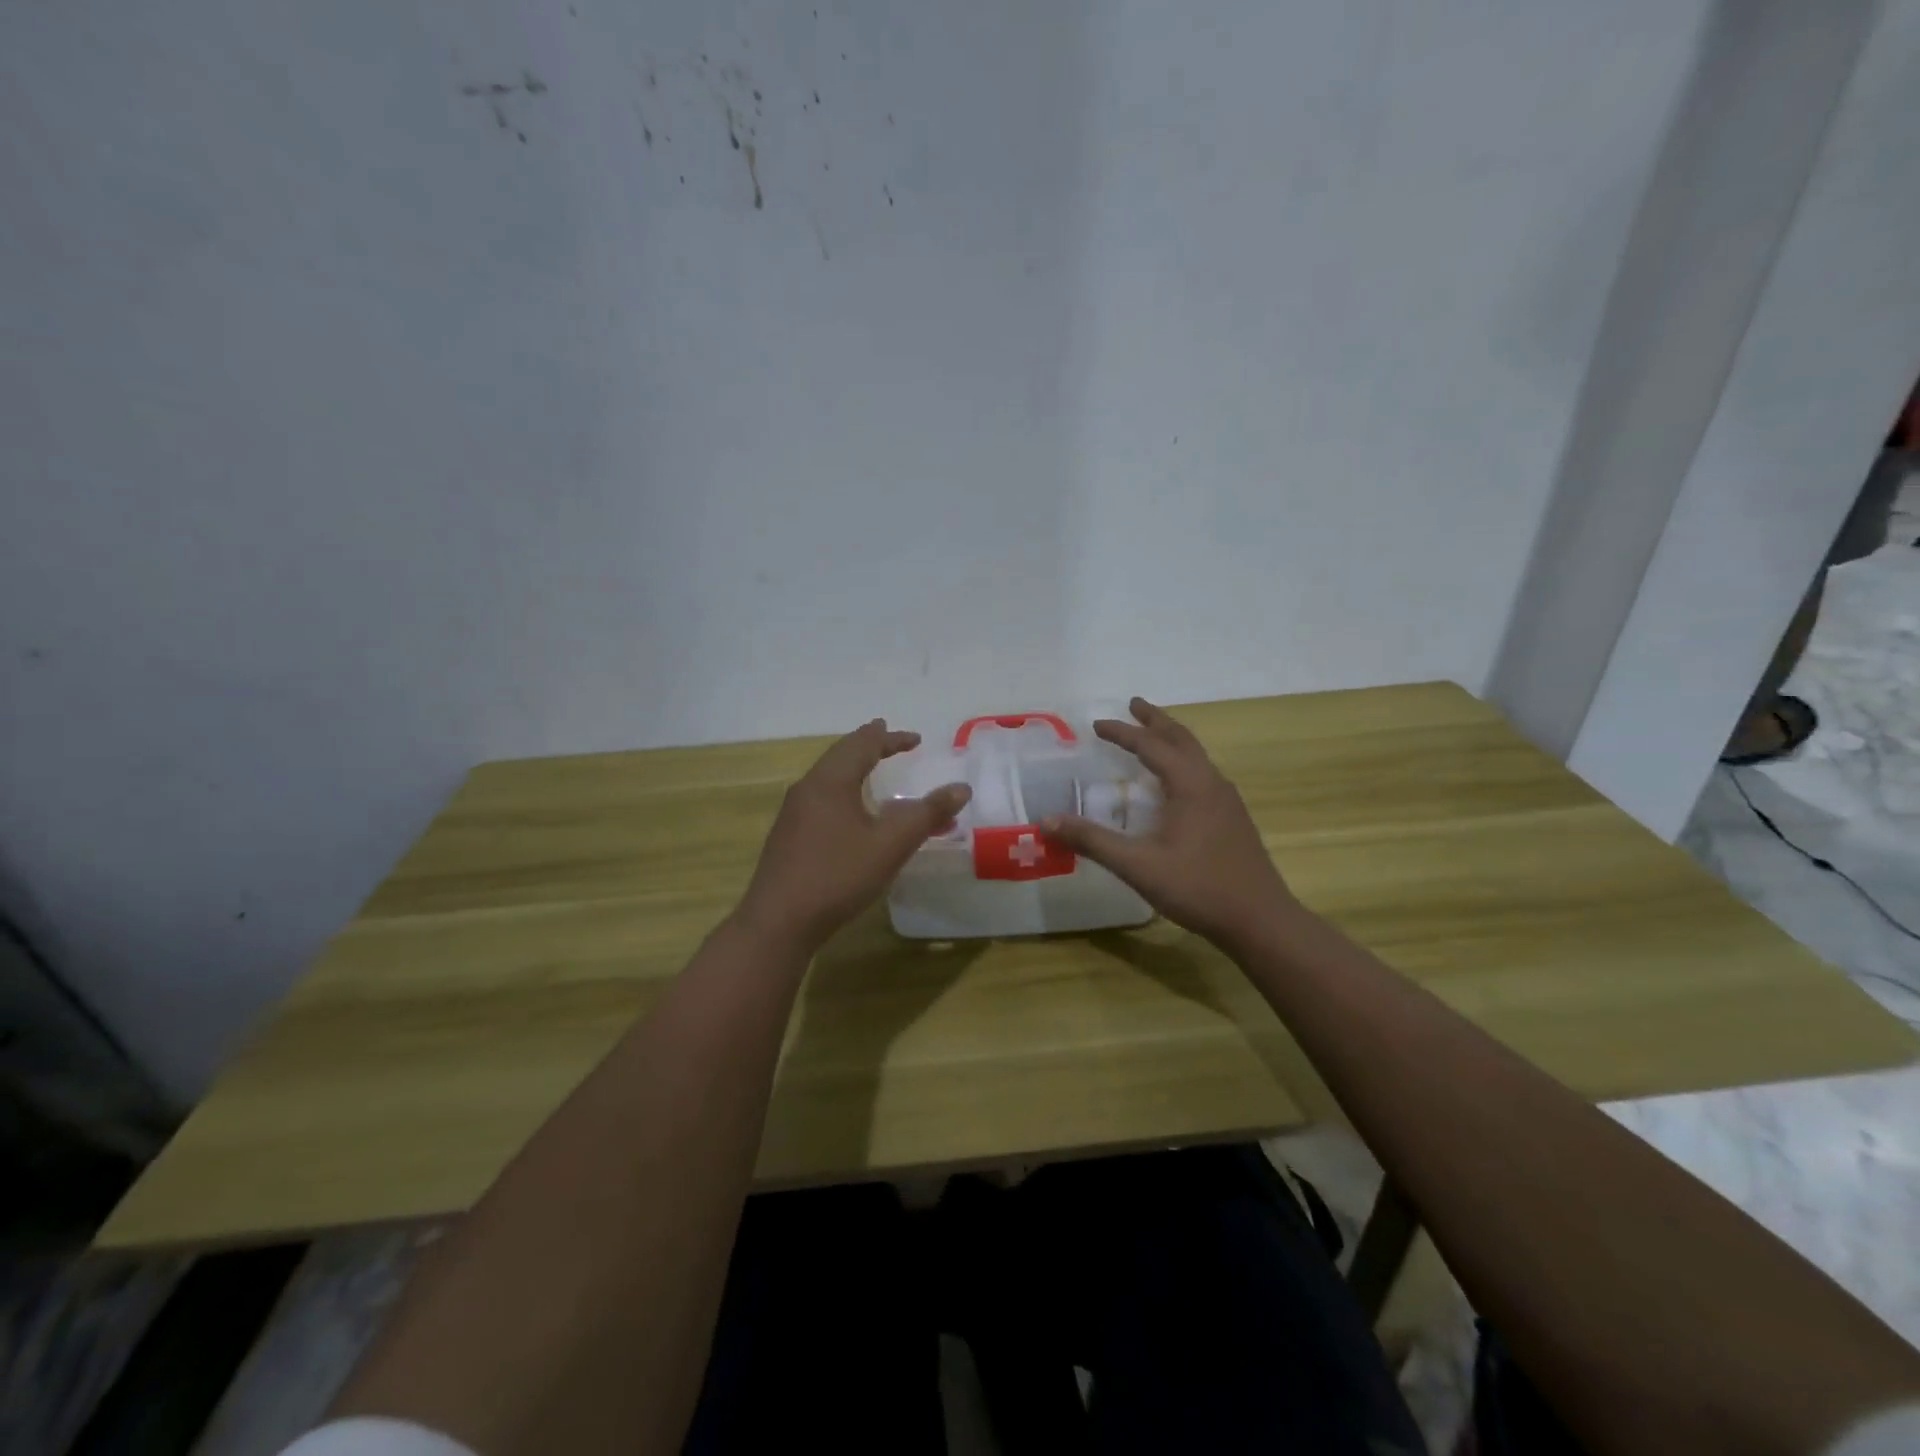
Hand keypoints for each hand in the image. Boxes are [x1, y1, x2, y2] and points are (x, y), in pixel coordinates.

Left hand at [736, 719, 970, 955]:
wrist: (779, 921)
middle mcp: (808, 788)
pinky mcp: (789, 836)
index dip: (891, 739)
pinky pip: (822, 799)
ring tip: (872, 770)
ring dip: (855, 769)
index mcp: (831, 780)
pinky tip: (850, 814)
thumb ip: (927, 814)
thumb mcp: (891, 844)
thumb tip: (962, 788)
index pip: (863, 744)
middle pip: (841, 755)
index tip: (916, 739)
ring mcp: (793, 813)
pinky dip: (844, 792)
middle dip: (869, 746)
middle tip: (889, 739)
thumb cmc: (838, 876)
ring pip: (829, 778)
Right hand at [1044, 697, 1296, 949]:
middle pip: (1181, 739)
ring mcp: (1227, 800)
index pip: (1151, 745)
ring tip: (1152, 734)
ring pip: (1196, 755)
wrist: (1260, 920)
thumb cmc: (1198, 888)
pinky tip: (1174, 783)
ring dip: (1171, 739)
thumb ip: (1092, 841)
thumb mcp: (1138, 866)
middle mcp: (1211, 783)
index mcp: (1190, 784)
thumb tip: (1047, 821)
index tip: (1096, 724)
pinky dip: (1182, 761)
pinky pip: (1203, 773)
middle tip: (1133, 704)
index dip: (1122, 733)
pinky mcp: (1233, 818)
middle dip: (1155, 720)